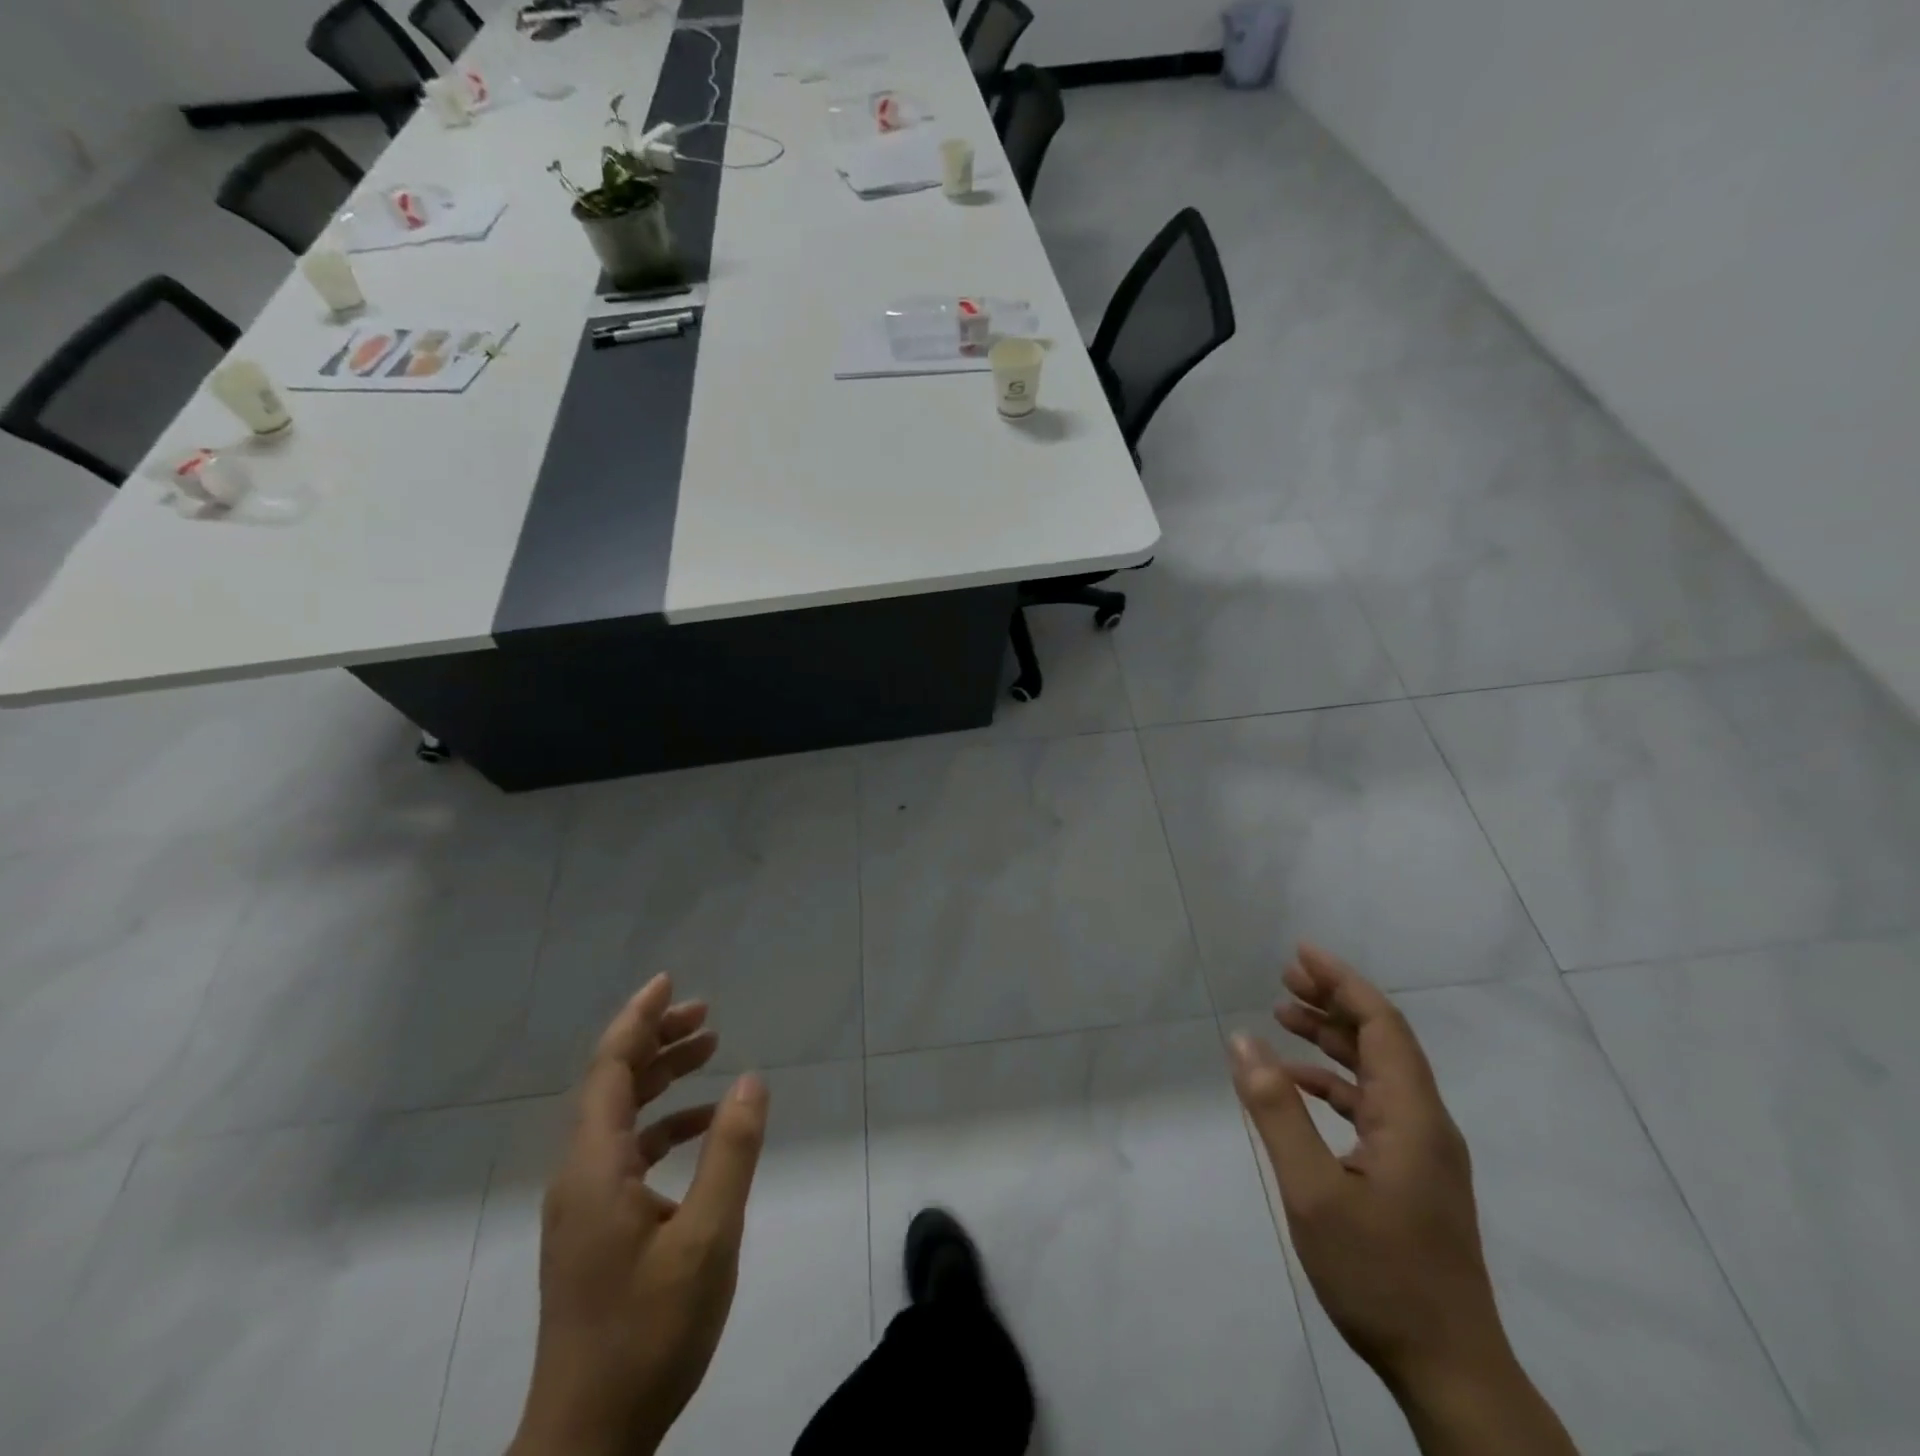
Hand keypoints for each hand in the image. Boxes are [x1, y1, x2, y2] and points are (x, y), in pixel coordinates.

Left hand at [509, 974, 769, 1455]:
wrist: (588, 1440)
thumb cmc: (648, 1332)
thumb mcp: (707, 1238)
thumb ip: (731, 1153)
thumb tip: (751, 1079)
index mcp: (595, 1167)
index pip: (610, 1068)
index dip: (639, 1018)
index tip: (670, 981)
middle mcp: (579, 1175)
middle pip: (612, 1084)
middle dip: (656, 1040)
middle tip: (706, 1014)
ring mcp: (583, 1204)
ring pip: (618, 1116)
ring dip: (660, 1078)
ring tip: (709, 1051)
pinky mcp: (593, 1229)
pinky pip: (625, 1152)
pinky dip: (662, 1125)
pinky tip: (700, 1128)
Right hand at [1229, 944, 1497, 1387]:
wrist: (1449, 1370)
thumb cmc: (1380, 1274)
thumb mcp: (1312, 1191)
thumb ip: (1276, 1111)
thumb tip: (1241, 1040)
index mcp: (1412, 1116)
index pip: (1381, 1025)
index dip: (1342, 982)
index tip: (1300, 953)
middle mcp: (1425, 1122)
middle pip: (1381, 1040)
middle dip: (1334, 1001)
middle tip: (1284, 976)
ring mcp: (1422, 1151)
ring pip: (1376, 1071)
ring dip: (1332, 1038)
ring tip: (1282, 1014)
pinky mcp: (1411, 1174)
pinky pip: (1371, 1105)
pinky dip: (1333, 1082)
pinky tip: (1296, 1085)